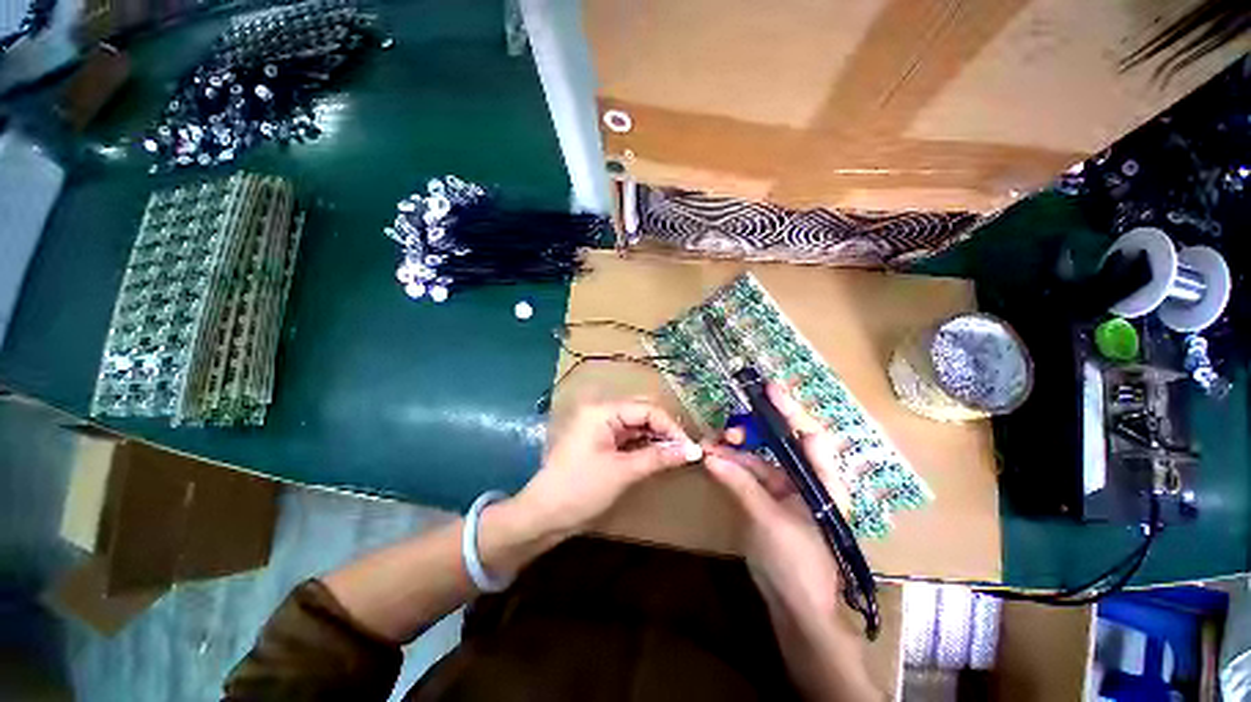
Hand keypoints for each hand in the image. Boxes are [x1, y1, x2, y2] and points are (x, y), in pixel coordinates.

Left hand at [515, 399, 702, 538]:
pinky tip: (659, 457)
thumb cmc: (581, 489)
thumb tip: (692, 451)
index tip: (691, 448)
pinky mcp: (600, 442)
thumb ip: (658, 457)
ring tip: (677, 456)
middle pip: (642, 414)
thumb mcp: (623, 472)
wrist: (543, 516)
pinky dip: (644, 446)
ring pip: (636, 426)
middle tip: (686, 452)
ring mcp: (600, 427)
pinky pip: (628, 438)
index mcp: (603, 412)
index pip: (646, 409)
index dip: (671, 427)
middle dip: (665, 431)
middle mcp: (601, 413)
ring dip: (656, 439)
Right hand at [702, 383, 854, 623]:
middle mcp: (807, 480)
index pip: (810, 436)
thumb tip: (710, 456)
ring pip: (761, 459)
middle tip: (730, 431)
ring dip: (737, 451)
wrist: (797, 610)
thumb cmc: (796, 565)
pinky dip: (733, 468)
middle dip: (755, 432)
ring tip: (712, 445)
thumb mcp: (767, 520)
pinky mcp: (771, 500)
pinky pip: (751, 475)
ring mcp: (788, 490)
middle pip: (782, 443)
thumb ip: (740, 483)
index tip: (769, 390)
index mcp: (823, 482)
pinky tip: (714, 461)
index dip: (791, 410)